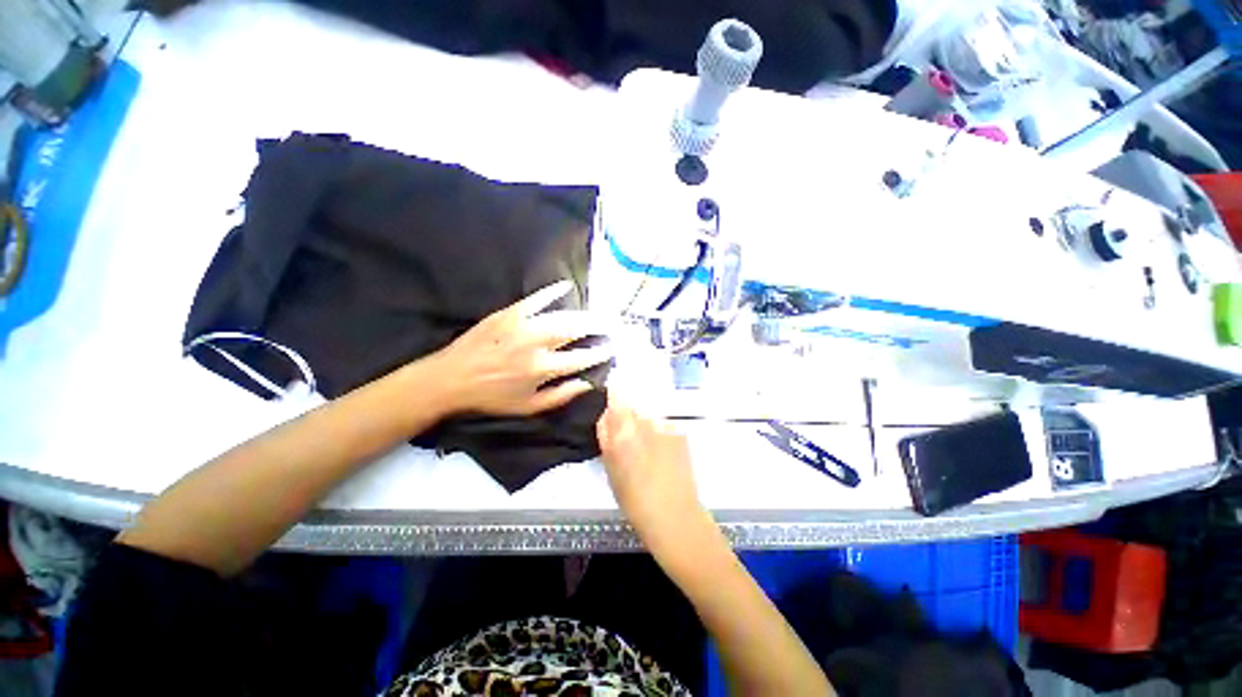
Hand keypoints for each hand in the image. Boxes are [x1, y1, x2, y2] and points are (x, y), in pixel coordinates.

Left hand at [428, 281, 613, 416]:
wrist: (450, 379)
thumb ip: (561, 395)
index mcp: (542, 369)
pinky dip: (551, 292)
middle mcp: (537, 344)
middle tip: (613, 322)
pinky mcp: (509, 313)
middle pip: (576, 331)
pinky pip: (535, 299)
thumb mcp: (528, 406)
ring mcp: (523, 325)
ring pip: (561, 316)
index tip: (613, 347)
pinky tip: (566, 286)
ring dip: (583, 313)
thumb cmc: (491, 397)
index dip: (600, 352)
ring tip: (597, 312)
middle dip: (598, 326)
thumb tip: (588, 383)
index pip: (582, 358)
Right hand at [597, 395, 702, 537]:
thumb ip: (607, 436)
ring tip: (648, 453)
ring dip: (645, 428)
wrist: (674, 515)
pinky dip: (660, 435)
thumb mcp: (610, 468)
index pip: (616, 398)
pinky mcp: (680, 434)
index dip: (614, 398)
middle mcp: (645, 422)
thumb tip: (607, 414)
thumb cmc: (634, 499)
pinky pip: (663, 427)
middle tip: (629, 442)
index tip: (611, 405)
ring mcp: (665, 427)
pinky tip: (663, 456)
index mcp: (623, 431)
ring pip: (648, 418)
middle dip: (629, 418)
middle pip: (633, 408)